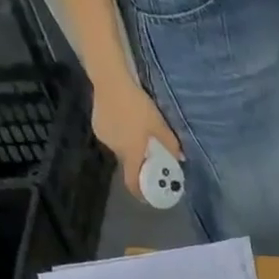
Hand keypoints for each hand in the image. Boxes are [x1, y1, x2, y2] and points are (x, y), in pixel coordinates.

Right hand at [92, 80, 182, 198]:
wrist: (110, 81)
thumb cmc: (138, 107)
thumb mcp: (159, 126)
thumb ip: (171, 144)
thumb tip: (180, 158)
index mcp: (130, 153)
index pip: (132, 182)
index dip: (140, 192)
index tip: (148, 197)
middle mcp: (115, 149)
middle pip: (128, 163)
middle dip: (140, 162)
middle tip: (151, 155)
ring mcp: (104, 137)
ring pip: (121, 149)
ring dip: (131, 146)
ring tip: (140, 133)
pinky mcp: (97, 125)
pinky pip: (113, 136)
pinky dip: (122, 135)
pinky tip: (127, 121)